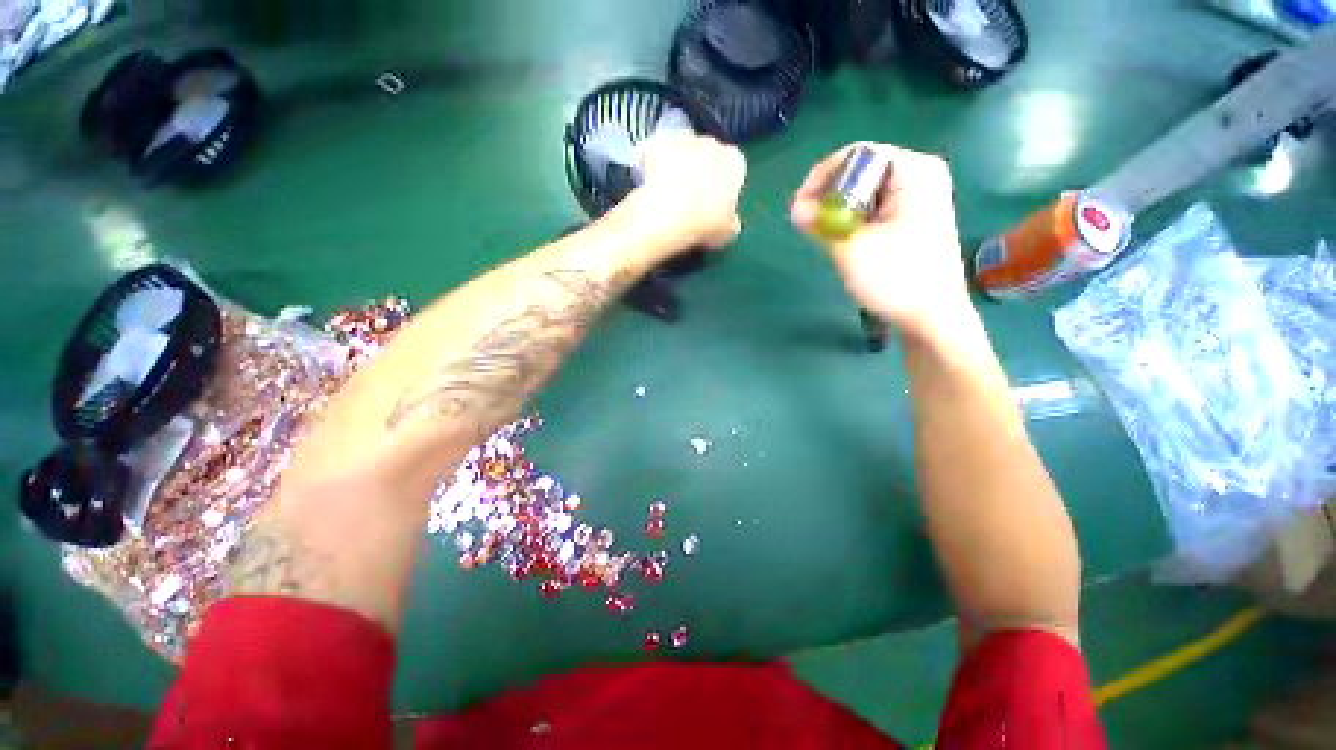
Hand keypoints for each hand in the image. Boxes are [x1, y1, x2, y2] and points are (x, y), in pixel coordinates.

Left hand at [635, 131, 746, 250]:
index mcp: (735, 163)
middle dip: (701, 172)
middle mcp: (712, 143)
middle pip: (708, 154)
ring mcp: (682, 140)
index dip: (724, 187)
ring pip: (682, 149)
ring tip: (668, 192)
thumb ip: (731, 221)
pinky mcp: (655, 143)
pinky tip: (648, 183)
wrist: (667, 215)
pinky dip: (650, 162)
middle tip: (691, 199)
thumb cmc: (704, 224)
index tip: (715, 205)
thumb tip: (729, 221)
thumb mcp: (727, 232)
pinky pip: (654, 151)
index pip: (734, 169)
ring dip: (677, 164)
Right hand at [791, 142, 972, 343]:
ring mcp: (919, 199)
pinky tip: (840, 240)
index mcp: (914, 171)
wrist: (932, 318)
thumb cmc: (896, 279)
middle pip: (861, 172)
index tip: (799, 206)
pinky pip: (874, 209)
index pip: (857, 155)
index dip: (822, 176)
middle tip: (805, 223)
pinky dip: (852, 221)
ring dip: (837, 211)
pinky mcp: (913, 221)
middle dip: (828, 196)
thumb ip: (820, 223)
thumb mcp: (851, 249)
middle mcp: (920, 176)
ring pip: (865, 193)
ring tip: (819, 234)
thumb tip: (795, 208)